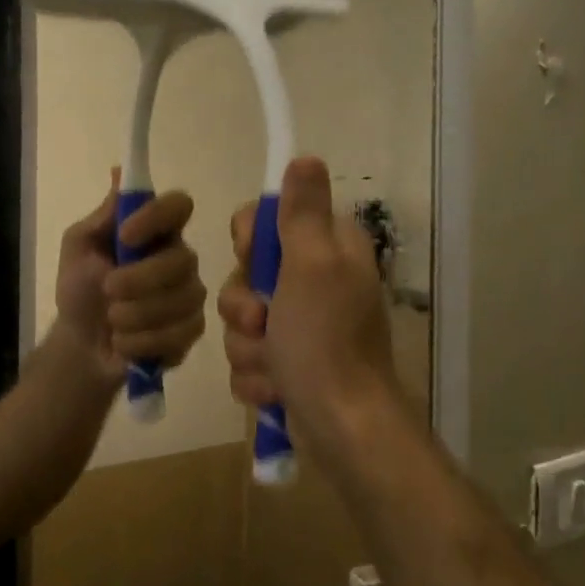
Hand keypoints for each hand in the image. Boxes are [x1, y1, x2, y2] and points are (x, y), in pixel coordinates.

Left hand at [53, 174, 206, 383]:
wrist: (80, 346)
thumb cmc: (79, 290)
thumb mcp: (79, 247)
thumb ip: (104, 215)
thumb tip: (120, 171)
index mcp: (156, 231)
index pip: (179, 205)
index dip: (156, 217)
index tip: (125, 236)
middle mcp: (180, 258)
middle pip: (183, 260)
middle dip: (139, 280)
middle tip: (108, 289)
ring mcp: (190, 295)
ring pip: (180, 300)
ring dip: (134, 315)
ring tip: (112, 321)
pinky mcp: (191, 330)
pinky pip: (178, 334)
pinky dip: (141, 341)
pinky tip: (124, 343)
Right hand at [218, 158, 399, 469]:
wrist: (342, 428)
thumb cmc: (325, 341)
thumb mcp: (312, 266)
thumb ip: (303, 213)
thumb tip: (306, 157)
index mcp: (327, 249)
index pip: (266, 220)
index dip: (249, 241)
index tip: (251, 259)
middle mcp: (315, 282)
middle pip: (246, 273)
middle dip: (244, 307)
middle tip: (263, 323)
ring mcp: (301, 326)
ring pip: (242, 320)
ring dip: (249, 348)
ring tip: (274, 368)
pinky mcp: (288, 363)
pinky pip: (248, 357)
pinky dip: (257, 376)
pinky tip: (275, 390)